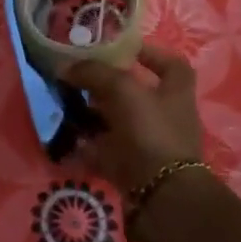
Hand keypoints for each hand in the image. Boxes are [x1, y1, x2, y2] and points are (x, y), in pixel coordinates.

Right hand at [61, 45, 203, 194]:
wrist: (160, 193)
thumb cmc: (150, 131)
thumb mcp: (123, 90)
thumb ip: (94, 73)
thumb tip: (65, 66)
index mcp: (175, 92)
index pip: (170, 63)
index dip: (149, 53)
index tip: (121, 48)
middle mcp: (164, 115)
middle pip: (135, 93)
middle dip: (107, 85)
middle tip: (78, 76)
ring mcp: (147, 142)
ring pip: (116, 121)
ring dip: (92, 113)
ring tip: (65, 103)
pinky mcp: (130, 165)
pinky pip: (103, 149)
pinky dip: (85, 143)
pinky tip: (64, 134)